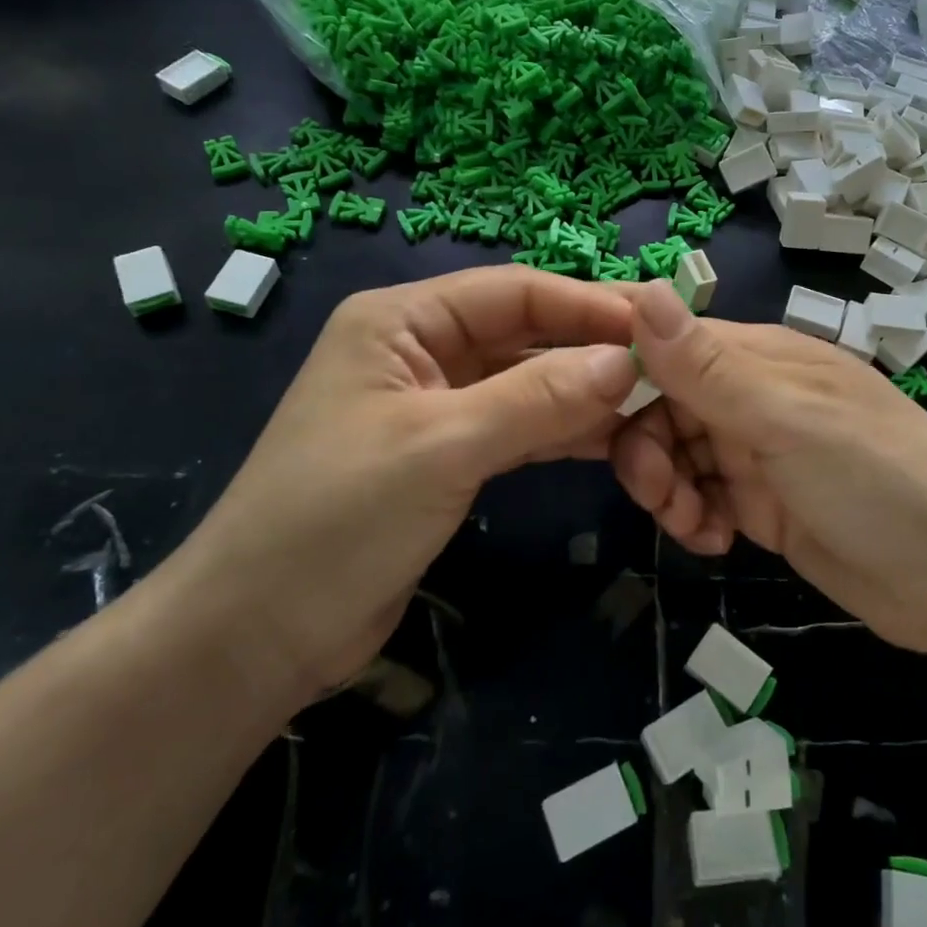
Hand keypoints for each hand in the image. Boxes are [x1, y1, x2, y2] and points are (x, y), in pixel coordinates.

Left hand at [159, 268, 639, 702]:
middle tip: (668, 365)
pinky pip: (519, 428)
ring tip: (654, 404)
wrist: (258, 636)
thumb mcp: (442, 447)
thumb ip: (538, 398)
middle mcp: (421, 350)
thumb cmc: (337, 520)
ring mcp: (436, 406)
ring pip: (527, 383)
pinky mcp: (448, 456)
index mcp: (402, 321)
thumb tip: (626, 362)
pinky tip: (614, 440)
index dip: (588, 303)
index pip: (514, 291)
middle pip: (525, 334)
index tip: (657, 323)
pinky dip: (563, 432)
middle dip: (591, 349)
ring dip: (584, 394)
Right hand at [611, 282, 926, 674]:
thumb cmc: (877, 479)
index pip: (667, 345)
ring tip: (695, 526)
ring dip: (669, 490)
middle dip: (646, 447)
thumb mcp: (787, 419)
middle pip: (662, 405)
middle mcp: (753, 396)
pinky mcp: (763, 504)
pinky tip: (717, 542)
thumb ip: (708, 367)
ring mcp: (758, 452)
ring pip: (676, 455)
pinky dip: (695, 518)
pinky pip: (702, 498)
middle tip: (661, 495)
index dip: (622, 371)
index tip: (582, 409)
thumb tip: (644, 290)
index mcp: (759, 357)